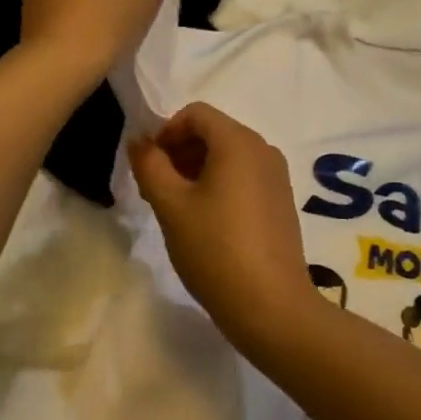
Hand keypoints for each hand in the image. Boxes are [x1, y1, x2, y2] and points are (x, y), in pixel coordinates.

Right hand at [128, 103, 317, 351]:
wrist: (271, 306)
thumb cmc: (215, 249)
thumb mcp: (171, 205)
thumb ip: (150, 165)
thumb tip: (139, 141)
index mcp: (239, 141)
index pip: (195, 114)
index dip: (165, 131)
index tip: (148, 164)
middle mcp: (263, 149)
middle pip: (213, 132)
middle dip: (179, 151)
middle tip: (155, 186)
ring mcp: (276, 176)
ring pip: (227, 156)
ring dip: (195, 168)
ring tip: (175, 206)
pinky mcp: (281, 201)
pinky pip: (243, 176)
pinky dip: (218, 184)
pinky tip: (203, 220)